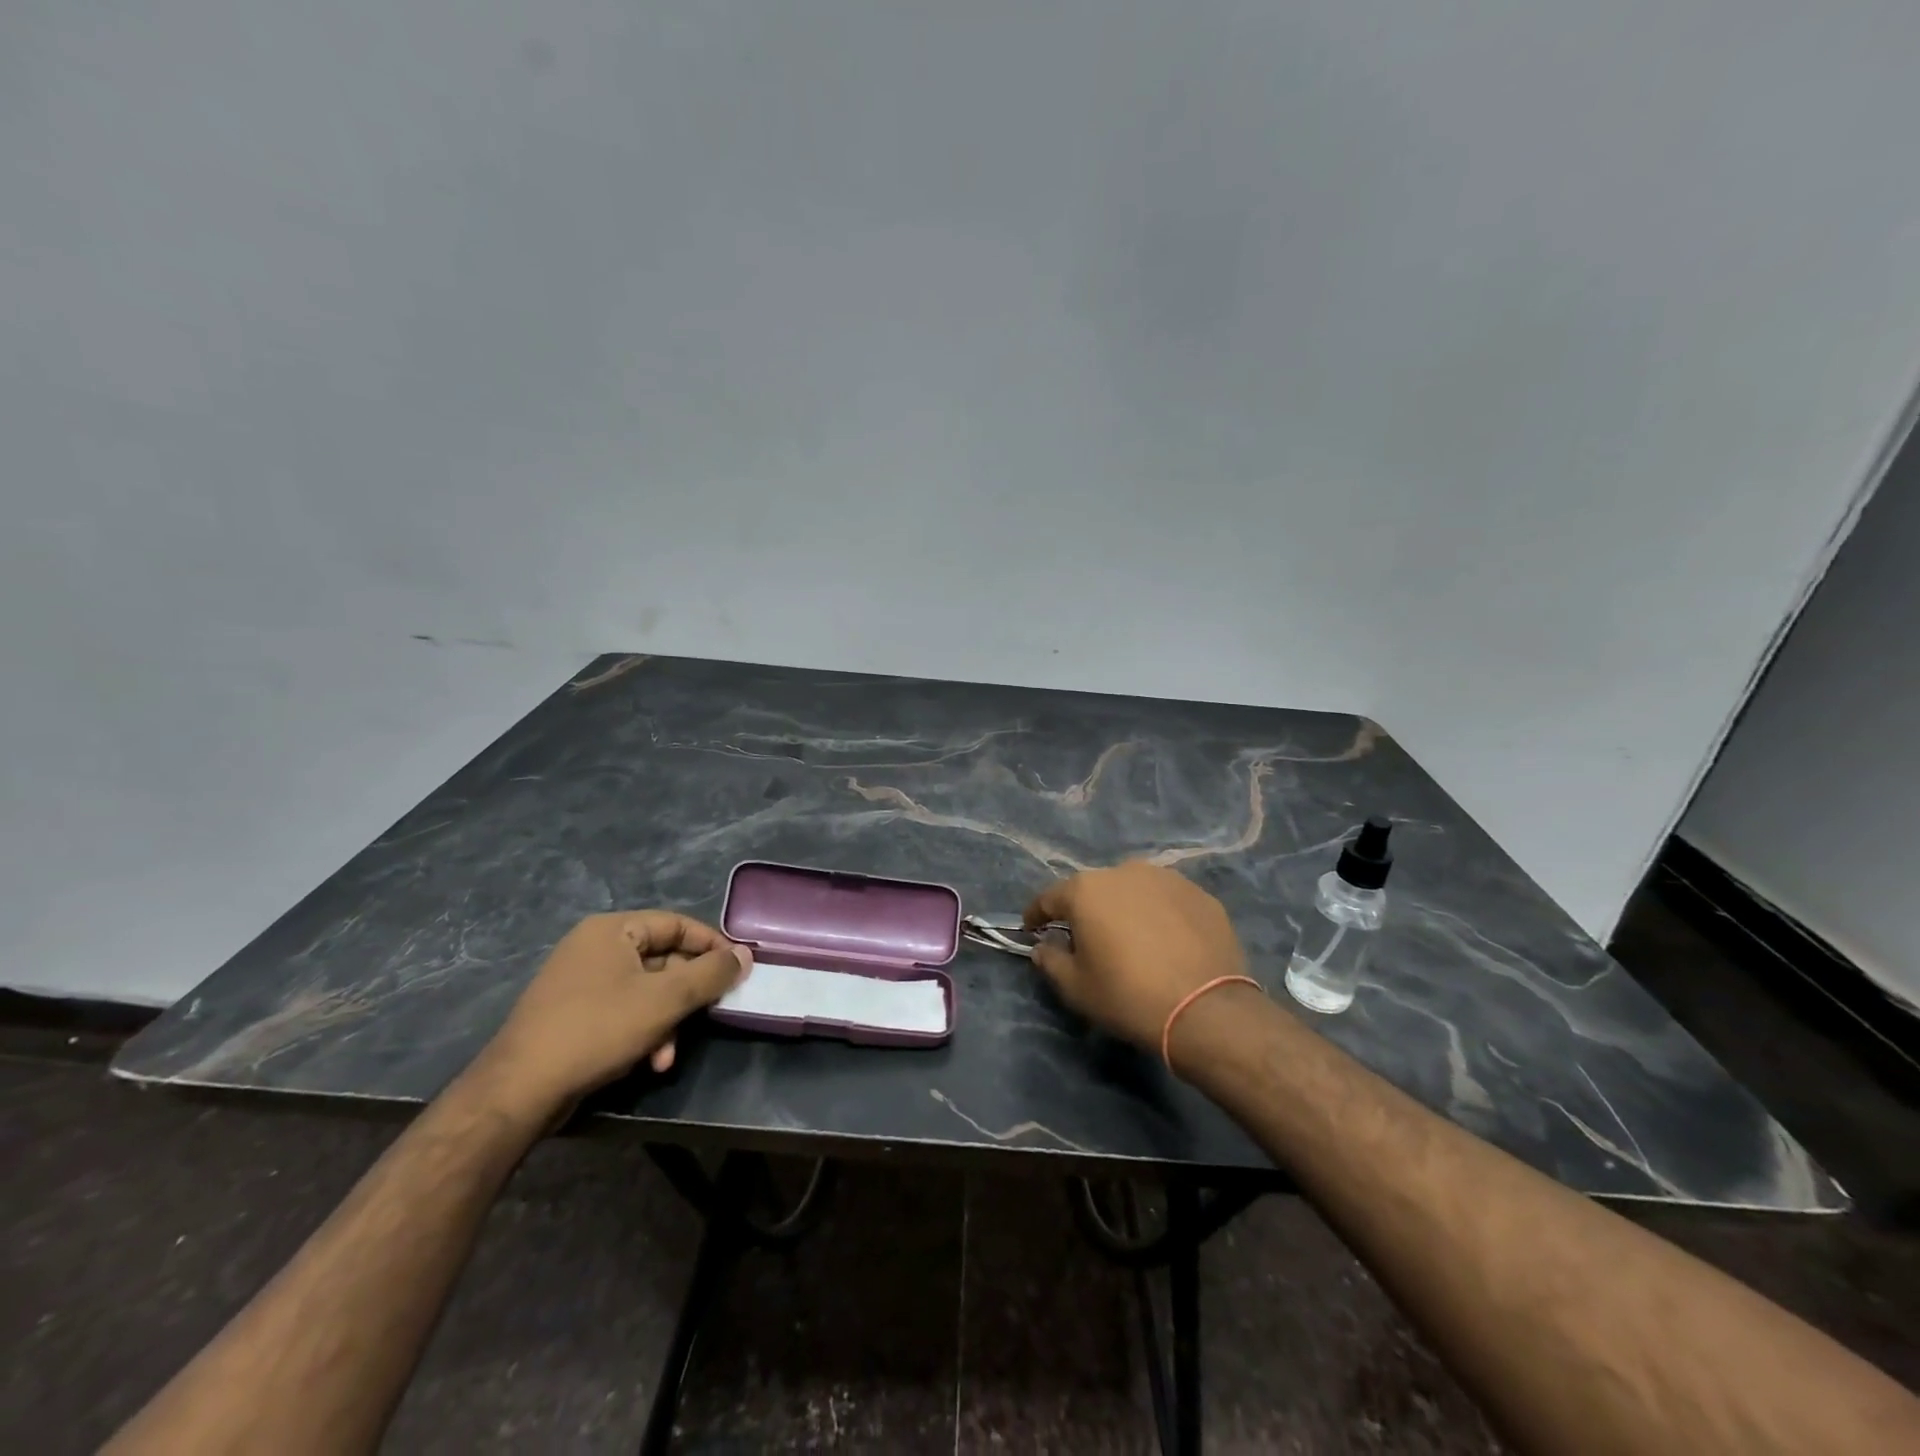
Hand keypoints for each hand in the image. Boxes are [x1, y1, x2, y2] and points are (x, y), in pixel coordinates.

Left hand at [470, 911, 750, 1118]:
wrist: (517, 1092)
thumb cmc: (597, 1029)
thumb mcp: (665, 1000)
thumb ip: (711, 974)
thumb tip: (745, 955)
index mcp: (612, 929)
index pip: (677, 924)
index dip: (711, 946)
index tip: (737, 971)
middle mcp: (594, 947)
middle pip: (663, 959)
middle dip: (686, 996)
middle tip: (707, 1017)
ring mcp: (579, 981)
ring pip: (645, 991)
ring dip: (667, 1021)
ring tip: (668, 1056)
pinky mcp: (571, 1014)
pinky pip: (623, 1011)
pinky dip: (642, 1032)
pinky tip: (648, 1062)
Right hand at [1024, 862, 1250, 1052]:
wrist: (1207, 1010)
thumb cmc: (1129, 996)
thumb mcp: (1076, 988)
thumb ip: (1051, 960)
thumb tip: (1044, 945)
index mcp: (1086, 890)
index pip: (1049, 897)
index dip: (1036, 914)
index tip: (1031, 929)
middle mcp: (1124, 871)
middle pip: (1094, 889)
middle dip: (1085, 910)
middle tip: (1086, 939)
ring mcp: (1167, 879)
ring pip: (1133, 890)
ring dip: (1125, 908)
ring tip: (1130, 937)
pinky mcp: (1200, 894)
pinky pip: (1167, 901)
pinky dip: (1159, 915)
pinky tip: (1166, 941)